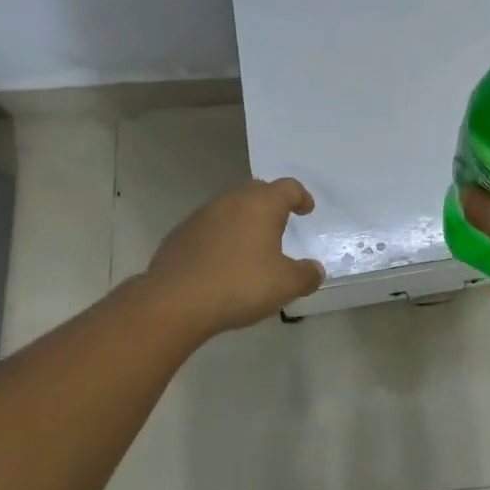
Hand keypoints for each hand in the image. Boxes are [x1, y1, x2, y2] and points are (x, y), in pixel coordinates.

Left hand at [144, 177, 325, 336]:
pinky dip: (220, 236)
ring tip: (250, 245)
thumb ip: (306, 275)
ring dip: (243, 219)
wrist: (174, 301)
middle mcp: (231, 200)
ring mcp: (202, 215)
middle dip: (271, 203)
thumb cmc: (239, 285)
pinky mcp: (180, 234)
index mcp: (261, 204)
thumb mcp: (285, 285)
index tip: (306, 209)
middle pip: (257, 190)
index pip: (288, 187)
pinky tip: (221, 261)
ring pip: (230, 207)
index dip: (301, 197)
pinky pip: (209, 227)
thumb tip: (315, 271)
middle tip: (280, 222)